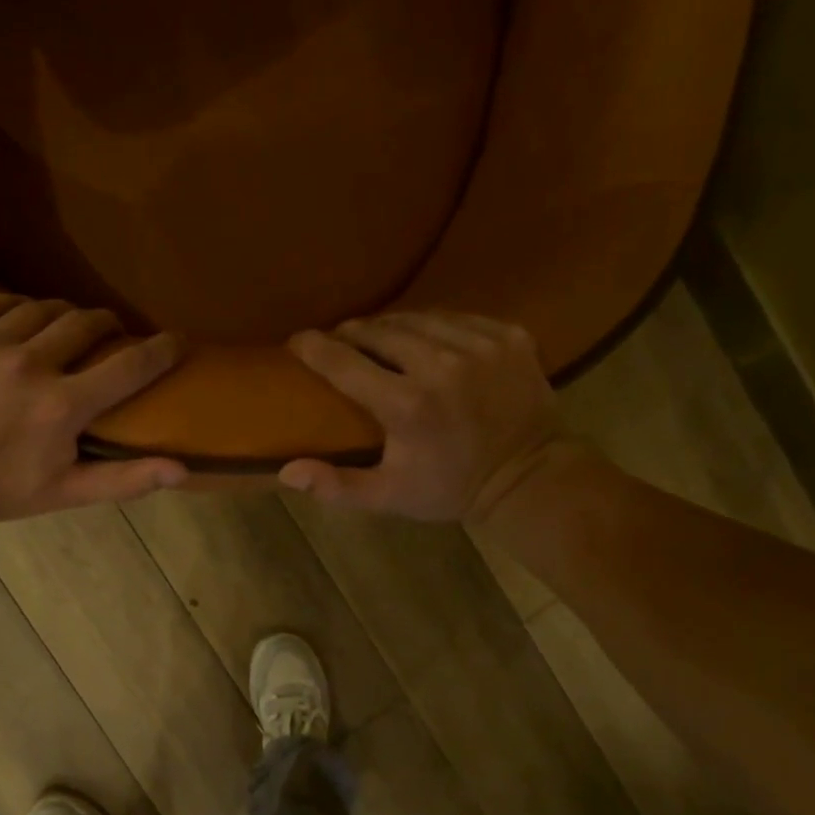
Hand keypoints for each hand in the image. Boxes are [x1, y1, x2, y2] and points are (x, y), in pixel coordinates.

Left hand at [0, 295, 187, 524]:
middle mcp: (28, 365)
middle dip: (107, 326)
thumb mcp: (67, 492)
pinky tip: (19, 327)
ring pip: (42, 308)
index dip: (162, 349)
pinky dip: (17, 311)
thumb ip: (126, 479)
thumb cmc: (1, 490)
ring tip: (62, 331)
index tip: (176, 341)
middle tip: (109, 337)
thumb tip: (182, 470)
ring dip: (62, 317)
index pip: (130, 366)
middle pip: (87, 322)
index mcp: (62, 406)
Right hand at [280, 311, 567, 522]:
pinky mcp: (509, 336)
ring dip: (391, 326)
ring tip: (377, 337)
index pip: (345, 363)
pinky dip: (434, 325)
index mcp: (407, 405)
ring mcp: (480, 345)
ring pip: (418, 318)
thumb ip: (335, 486)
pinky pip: (457, 317)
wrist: (528, 478)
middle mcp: (441, 365)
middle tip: (339, 342)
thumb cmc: (448, 489)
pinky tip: (426, 339)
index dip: (314, 348)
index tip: (297, 340)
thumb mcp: (388, 496)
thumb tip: (286, 472)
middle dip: (353, 334)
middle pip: (380, 331)